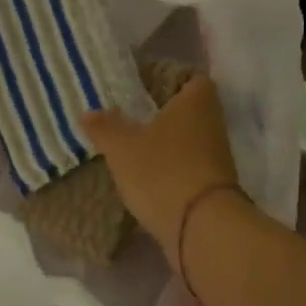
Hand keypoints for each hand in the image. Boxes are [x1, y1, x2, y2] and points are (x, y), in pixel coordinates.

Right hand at [81, 76, 240, 270]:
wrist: (201, 228)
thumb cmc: (162, 171)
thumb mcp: (123, 147)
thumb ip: (105, 127)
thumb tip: (88, 112)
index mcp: (197, 100)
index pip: (190, 76)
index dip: (167, 77)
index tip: (141, 86)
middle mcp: (212, 123)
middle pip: (187, 109)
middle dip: (160, 114)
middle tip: (127, 117)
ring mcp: (216, 156)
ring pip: (187, 140)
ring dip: (164, 144)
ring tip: (130, 148)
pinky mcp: (213, 186)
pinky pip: (186, 168)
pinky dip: (168, 170)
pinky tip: (143, 178)